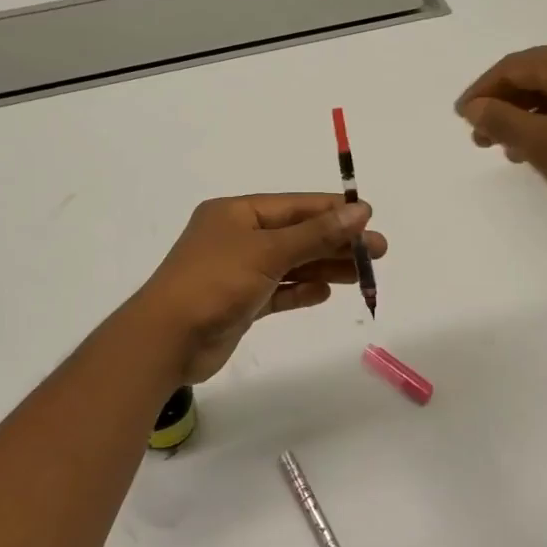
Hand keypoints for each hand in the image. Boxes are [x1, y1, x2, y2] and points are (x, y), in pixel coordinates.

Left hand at [131, 194, 388, 384]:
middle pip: (296, 235)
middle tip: (378, 251)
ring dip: (324, 266)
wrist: (168, 339)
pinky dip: (300, 291)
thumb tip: (359, 211)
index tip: (369, 217)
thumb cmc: (215, 283)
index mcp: (236, 214)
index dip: (332, 211)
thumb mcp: (267, 252)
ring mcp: (238, 272)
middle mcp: (237, 238)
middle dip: (336, 242)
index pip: (294, 206)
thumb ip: (315, 233)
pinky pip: (278, 293)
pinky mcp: (240, 304)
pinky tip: (325, 292)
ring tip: (362, 274)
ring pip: (291, 265)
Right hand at [456, 38, 546, 226]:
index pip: (511, 67)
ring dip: (532, 116)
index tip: (461, 118)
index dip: (481, 92)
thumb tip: (475, 107)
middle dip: (506, 106)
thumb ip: (502, 121)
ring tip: (514, 149)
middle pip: (538, 75)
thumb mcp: (542, 144)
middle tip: (483, 139)